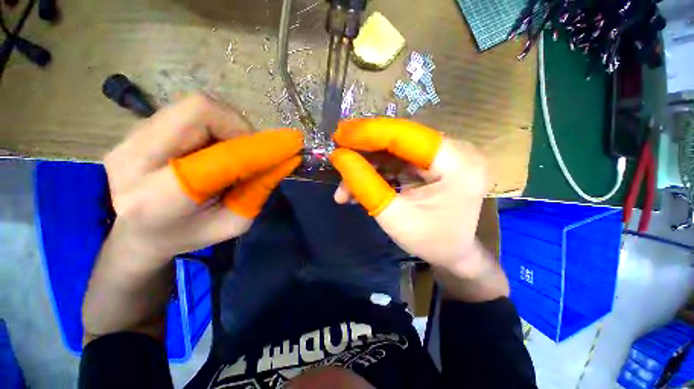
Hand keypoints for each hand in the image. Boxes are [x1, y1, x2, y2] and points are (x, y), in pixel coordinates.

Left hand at [104, 93, 301, 262]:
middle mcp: (134, 159)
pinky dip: (214, 125)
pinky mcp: (134, 128)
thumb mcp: (232, 224)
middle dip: (240, 128)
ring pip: (195, 106)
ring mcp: (129, 137)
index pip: (219, 160)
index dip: (260, 149)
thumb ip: (258, 192)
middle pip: (200, 111)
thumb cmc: (187, 235)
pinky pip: (187, 112)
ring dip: (228, 126)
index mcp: (158, 200)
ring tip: (231, 153)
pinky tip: (211, 149)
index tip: (291, 145)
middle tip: (252, 151)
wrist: (134, 233)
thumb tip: (283, 161)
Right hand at [330, 118, 489, 279]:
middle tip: (336, 155)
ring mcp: (442, 157)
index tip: (339, 135)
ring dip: (366, 166)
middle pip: (397, 140)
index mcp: (456, 163)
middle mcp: (453, 151)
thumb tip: (339, 158)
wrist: (454, 253)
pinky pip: (396, 161)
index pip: (405, 135)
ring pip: (393, 151)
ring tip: (343, 188)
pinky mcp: (430, 164)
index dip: (368, 133)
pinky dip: (375, 173)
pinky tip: (357, 189)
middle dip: (363, 149)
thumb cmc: (430, 241)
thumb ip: (365, 186)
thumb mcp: (394, 218)